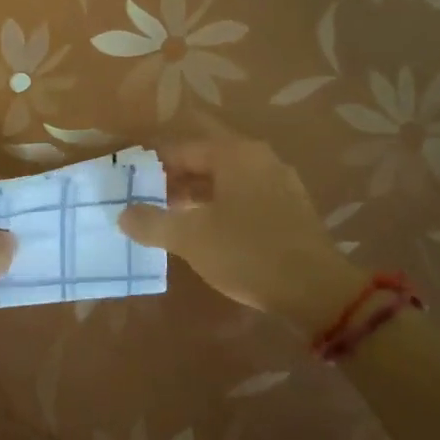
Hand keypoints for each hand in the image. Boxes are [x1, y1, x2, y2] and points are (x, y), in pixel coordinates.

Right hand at [118, 125, 361, 335]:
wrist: (317, 290)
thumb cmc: (247, 252)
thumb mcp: (190, 238)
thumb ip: (152, 222)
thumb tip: (123, 214)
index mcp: (235, 154)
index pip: (183, 148)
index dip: (154, 164)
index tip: (132, 182)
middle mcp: (260, 158)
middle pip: (207, 160)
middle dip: (177, 178)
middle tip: (148, 199)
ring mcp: (281, 182)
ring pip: (228, 180)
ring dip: (199, 194)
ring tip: (174, 217)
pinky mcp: (292, 209)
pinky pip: (247, 197)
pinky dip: (223, 207)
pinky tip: (210, 232)